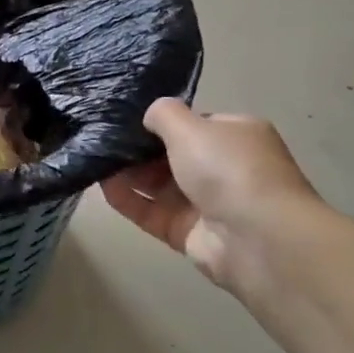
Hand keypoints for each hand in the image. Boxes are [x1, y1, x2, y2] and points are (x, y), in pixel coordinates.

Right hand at [102, 101, 319, 291]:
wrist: (258, 238)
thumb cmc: (228, 169)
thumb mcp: (191, 127)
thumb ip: (164, 114)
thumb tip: (149, 116)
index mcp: (236, 136)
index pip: (196, 124)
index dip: (163, 122)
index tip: (128, 119)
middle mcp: (224, 168)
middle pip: (173, 155)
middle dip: (140, 149)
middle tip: (103, 140)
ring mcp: (206, 203)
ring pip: (159, 185)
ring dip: (129, 174)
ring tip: (95, 160)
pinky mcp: (188, 233)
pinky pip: (151, 212)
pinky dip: (128, 200)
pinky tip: (103, 186)